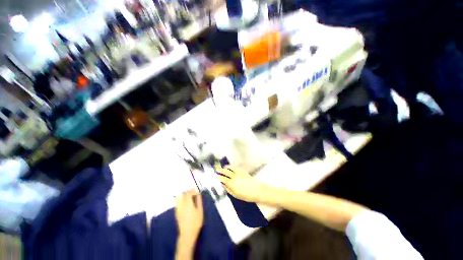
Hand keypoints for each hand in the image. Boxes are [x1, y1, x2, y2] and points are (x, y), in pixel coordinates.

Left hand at [175, 189, 203, 245]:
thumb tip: (198, 194)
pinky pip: (177, 202)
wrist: (187, 234)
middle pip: (183, 194)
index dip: (192, 190)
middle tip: (193, 191)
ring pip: (179, 198)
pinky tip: (185, 202)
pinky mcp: (176, 212)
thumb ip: (199, 201)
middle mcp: (182, 204)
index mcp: (188, 203)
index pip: (189, 193)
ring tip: (189, 196)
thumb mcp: (200, 211)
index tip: (196, 188)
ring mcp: (178, 208)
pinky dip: (181, 199)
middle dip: (188, 191)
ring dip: (183, 195)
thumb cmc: (196, 222)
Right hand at [217, 165, 269, 202]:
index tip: (216, 177)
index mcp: (231, 184)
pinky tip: (230, 167)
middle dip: (220, 170)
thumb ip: (228, 189)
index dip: (218, 177)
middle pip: (226, 172)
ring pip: (230, 168)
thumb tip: (223, 185)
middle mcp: (234, 177)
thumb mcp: (236, 195)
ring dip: (226, 167)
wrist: (257, 190)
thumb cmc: (246, 195)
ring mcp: (239, 173)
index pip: (223, 179)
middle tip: (217, 170)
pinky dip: (231, 167)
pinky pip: (235, 167)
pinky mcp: (243, 171)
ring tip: (223, 167)